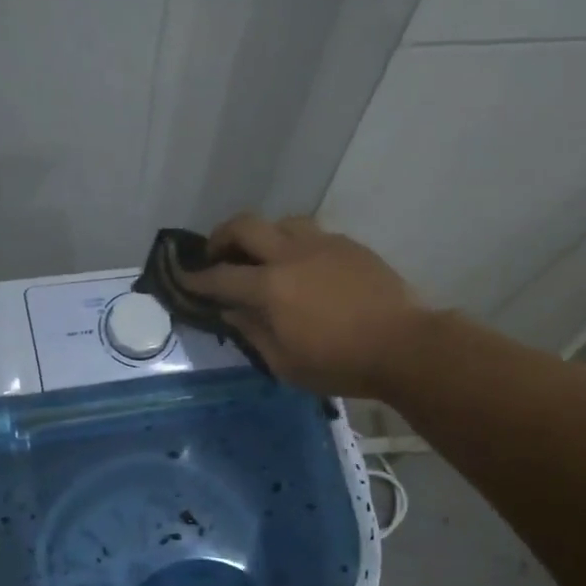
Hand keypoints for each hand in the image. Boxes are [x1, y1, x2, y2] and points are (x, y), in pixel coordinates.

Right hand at [179, 213, 427, 397]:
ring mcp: (323, 244)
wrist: (404, 346)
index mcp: (270, 287)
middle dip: (221, 236)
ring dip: (262, 235)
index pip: (220, 277)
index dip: (195, 277)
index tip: (181, 276)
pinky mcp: (349, 245)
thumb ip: (252, 332)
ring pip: (281, 222)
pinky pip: (312, 234)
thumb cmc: (340, 363)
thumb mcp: (285, 363)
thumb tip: (231, 310)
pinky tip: (303, 267)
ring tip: (263, 257)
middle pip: (245, 225)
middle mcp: (291, 255)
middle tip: (216, 254)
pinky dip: (295, 244)